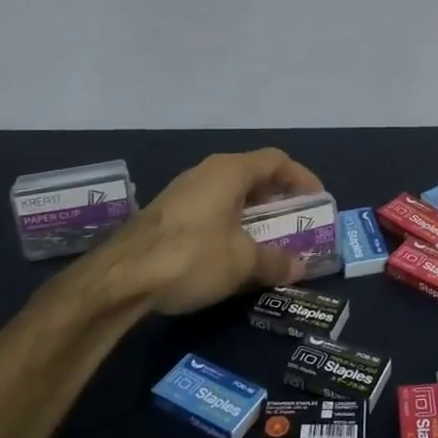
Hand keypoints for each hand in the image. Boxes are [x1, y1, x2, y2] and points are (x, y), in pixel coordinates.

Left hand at [84, 149, 324, 315]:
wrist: (120, 277)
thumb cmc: (192, 256)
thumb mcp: (243, 262)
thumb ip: (275, 261)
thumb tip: (300, 267)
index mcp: (230, 171)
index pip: (276, 160)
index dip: (301, 177)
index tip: (317, 200)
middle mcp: (207, 173)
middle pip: (253, 175)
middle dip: (278, 198)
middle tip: (295, 222)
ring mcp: (183, 192)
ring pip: (229, 194)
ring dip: (253, 213)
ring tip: (268, 239)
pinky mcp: (166, 214)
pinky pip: (210, 210)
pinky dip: (230, 224)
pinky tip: (231, 252)